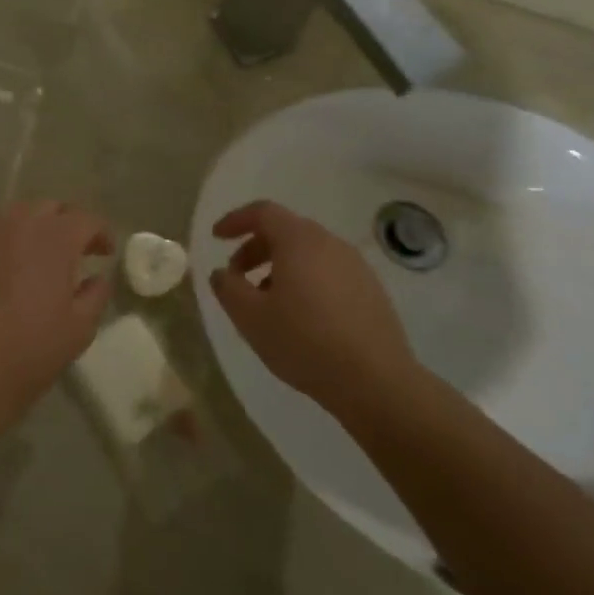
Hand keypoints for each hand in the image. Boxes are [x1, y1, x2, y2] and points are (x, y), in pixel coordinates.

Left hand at [0, 201, 113, 415]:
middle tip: (80, 250)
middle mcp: (20, 226)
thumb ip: (95, 294)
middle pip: (51, 207)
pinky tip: (17, 268)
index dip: (101, 232)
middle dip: (69, 222)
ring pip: (20, 214)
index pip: (85, 218)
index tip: (106, 253)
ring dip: (39, 226)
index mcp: (54, 239)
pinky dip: (13, 241)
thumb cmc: (32, 349)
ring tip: (47, 255)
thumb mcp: (80, 328)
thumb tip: (98, 277)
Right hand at [209, 201, 422, 423]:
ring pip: (308, 253)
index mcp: (299, 241)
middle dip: (255, 248)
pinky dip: (306, 280)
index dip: (236, 220)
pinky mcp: (372, 291)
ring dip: (280, 267)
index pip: (263, 212)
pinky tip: (301, 316)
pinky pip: (329, 272)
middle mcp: (330, 244)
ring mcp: (356, 267)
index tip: (217, 237)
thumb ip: (227, 287)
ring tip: (267, 301)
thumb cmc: (305, 341)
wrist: (376, 382)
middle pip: (286, 231)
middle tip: (237, 276)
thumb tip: (222, 273)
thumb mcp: (250, 317)